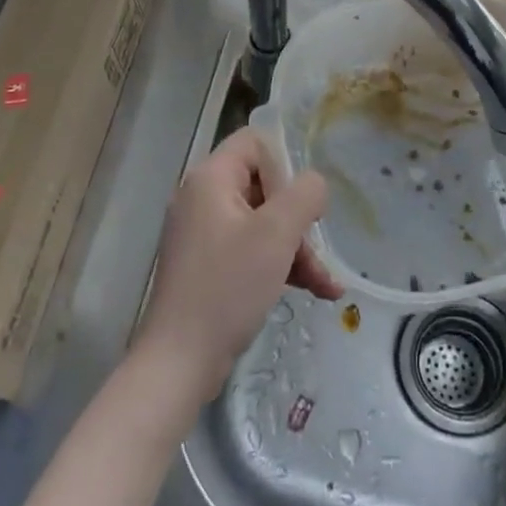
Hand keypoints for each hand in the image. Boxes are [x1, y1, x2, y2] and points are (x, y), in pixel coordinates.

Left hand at [135, 128, 337, 396]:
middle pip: (263, 186)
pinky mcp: (206, 266)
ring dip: (296, 248)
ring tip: (326, 284)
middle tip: (316, 249)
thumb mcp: (276, 234)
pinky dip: (278, 265)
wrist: (179, 362)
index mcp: (210, 179)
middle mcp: (201, 198)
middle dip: (297, 219)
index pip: (255, 143)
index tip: (302, 203)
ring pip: (262, 223)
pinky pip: (250, 250)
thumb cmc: (228, 287)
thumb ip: (304, 194)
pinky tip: (314, 291)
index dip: (285, 166)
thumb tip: (314, 183)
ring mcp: (202, 234)